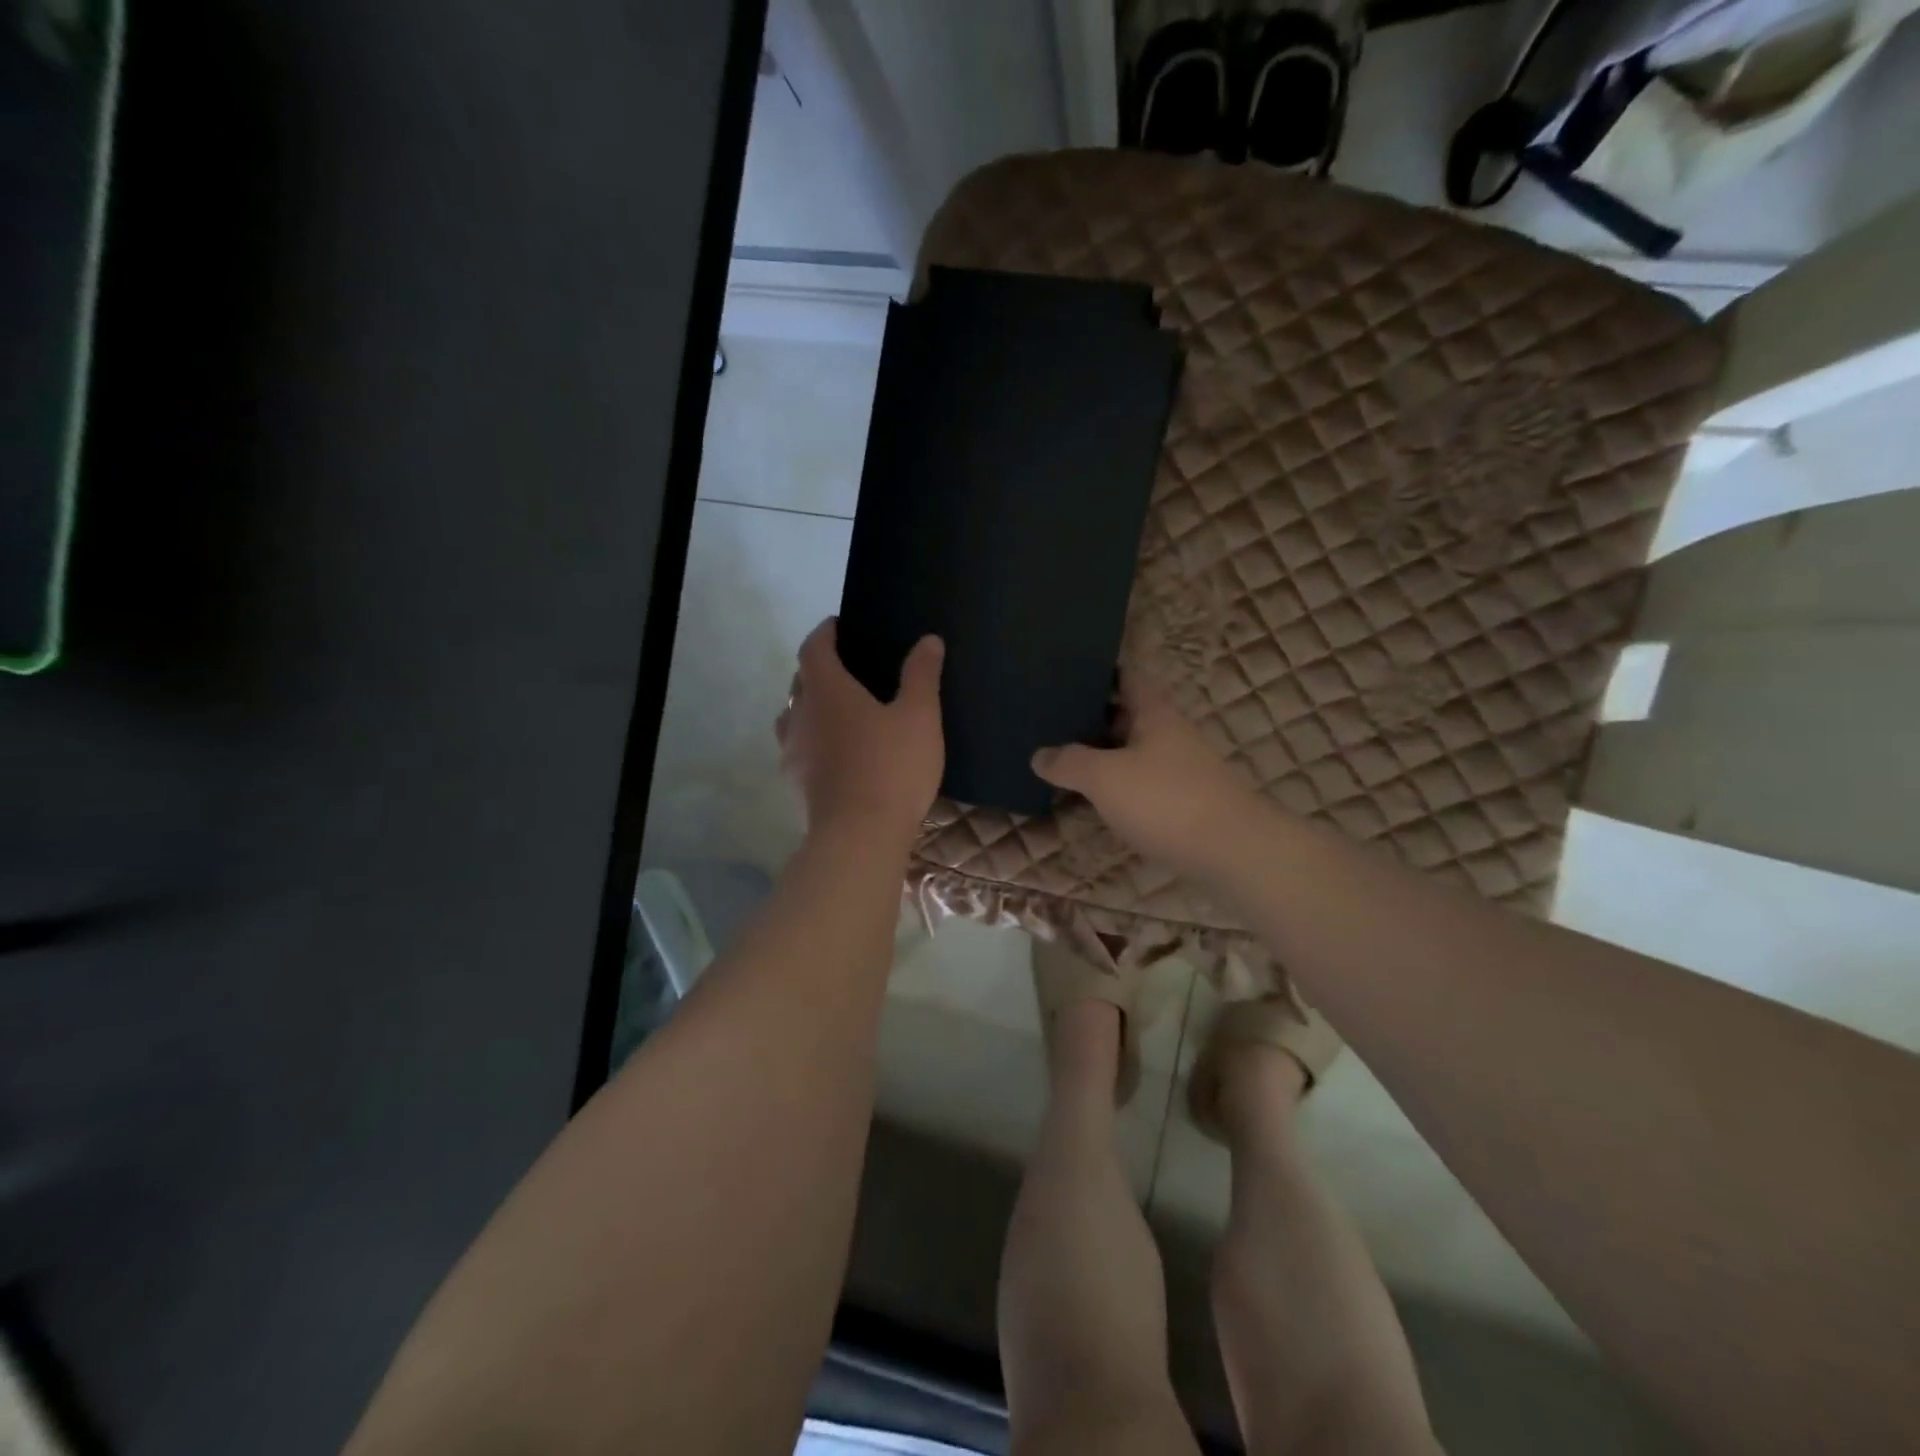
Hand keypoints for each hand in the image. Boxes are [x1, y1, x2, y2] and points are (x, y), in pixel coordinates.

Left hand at [777, 619, 944, 848]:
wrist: (860, 836)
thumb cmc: (891, 768)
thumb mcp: (919, 716)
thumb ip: (921, 675)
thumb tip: (928, 640)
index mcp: (826, 691)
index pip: (814, 648)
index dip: (825, 633)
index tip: (839, 626)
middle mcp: (800, 715)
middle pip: (800, 681)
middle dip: (818, 670)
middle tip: (848, 670)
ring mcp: (793, 752)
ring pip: (793, 717)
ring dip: (810, 707)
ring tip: (839, 713)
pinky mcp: (795, 784)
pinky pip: (798, 750)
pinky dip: (812, 741)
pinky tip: (835, 756)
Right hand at [1031, 673, 1255, 880]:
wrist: (1233, 853)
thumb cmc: (1165, 800)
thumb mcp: (1105, 777)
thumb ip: (1069, 763)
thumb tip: (1039, 755)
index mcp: (1155, 715)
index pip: (1128, 679)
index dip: (1100, 673)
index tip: (1067, 672)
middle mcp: (1170, 736)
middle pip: (1128, 716)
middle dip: (1093, 717)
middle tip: (1051, 718)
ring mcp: (1180, 771)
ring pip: (1134, 752)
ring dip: (1104, 754)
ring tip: (1063, 758)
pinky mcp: (1184, 804)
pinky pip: (1142, 784)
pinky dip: (1118, 785)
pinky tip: (1095, 798)